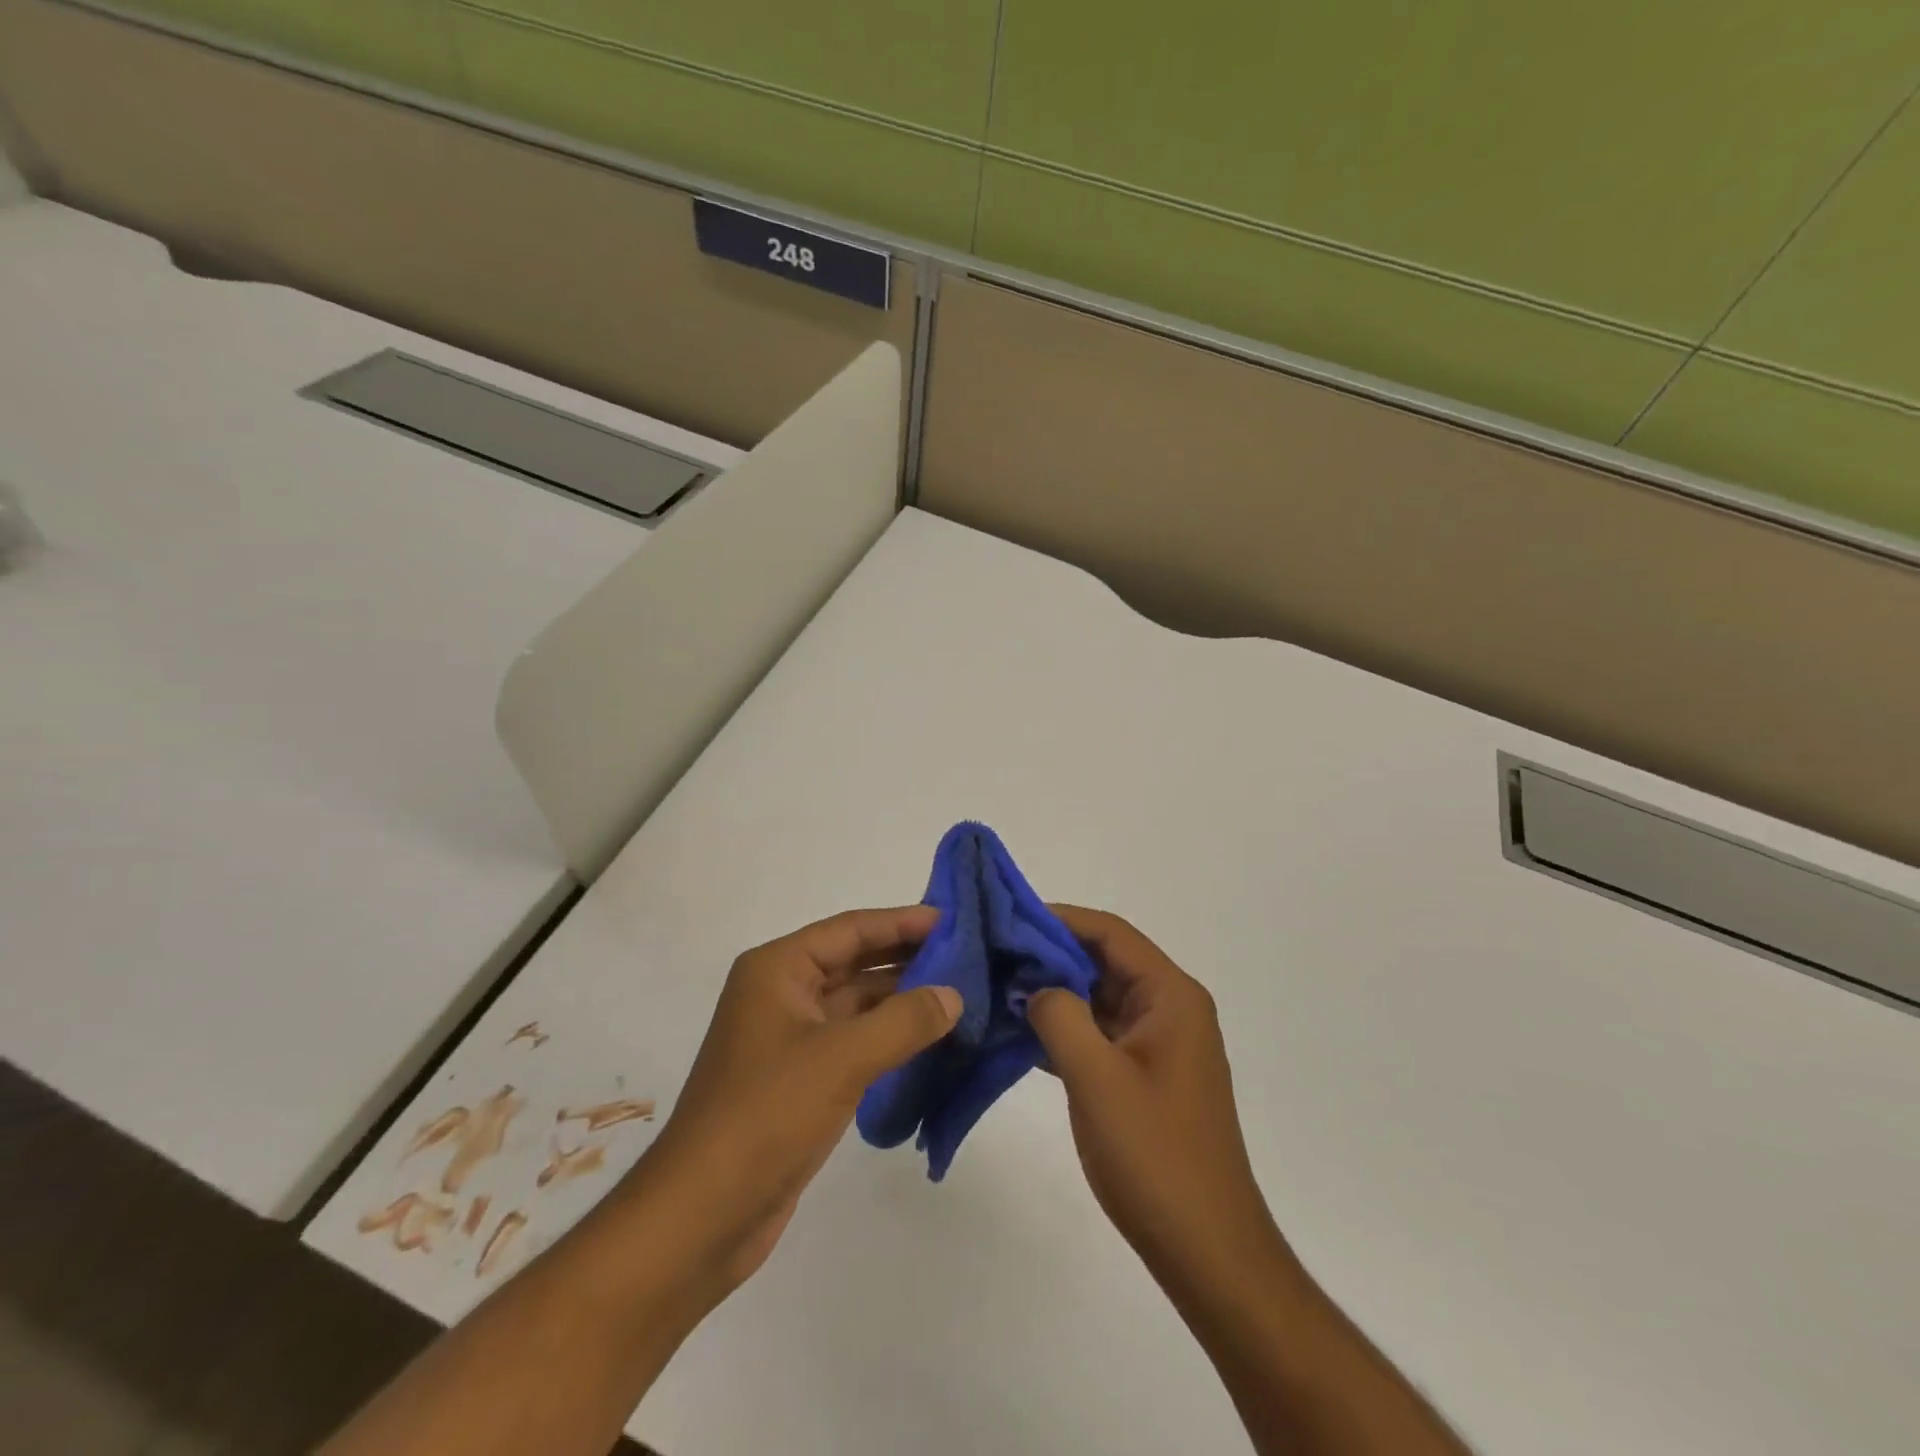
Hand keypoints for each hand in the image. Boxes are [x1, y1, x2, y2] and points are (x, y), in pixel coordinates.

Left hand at [620, 905, 961, 1303]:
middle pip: (854, 962)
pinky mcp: (801, 1078)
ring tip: (959, 992)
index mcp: (778, 969)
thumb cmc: (766, 1115)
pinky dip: (890, 1036)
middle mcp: (782, 993)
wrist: (702, 1215)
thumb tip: (953, 995)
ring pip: (857, 1003)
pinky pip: (855, 1041)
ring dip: (902, 998)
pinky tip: (929, 1037)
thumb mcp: (841, 1058)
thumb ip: (903, 1020)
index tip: (952, 918)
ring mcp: (791, 1038)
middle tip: (965, 953)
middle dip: (906, 957)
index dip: (901, 921)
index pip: (850, 929)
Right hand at [1028, 906, 1285, 1292]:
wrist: (1206, 1249)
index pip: (1110, 933)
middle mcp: (1169, 1008)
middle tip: (993, 954)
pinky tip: (1019, 1033)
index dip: (1060, 919)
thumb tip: (1034, 986)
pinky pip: (1099, 1033)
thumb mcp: (1097, 1077)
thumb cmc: (1155, 1155)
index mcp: (1170, 996)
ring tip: (996, 987)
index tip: (1008, 919)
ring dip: (1053, 993)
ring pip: (1098, 997)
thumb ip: (1060, 1016)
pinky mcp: (1144, 1074)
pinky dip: (1063, 1028)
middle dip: (1050, 956)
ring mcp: (1157, 1043)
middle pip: (1104, 961)